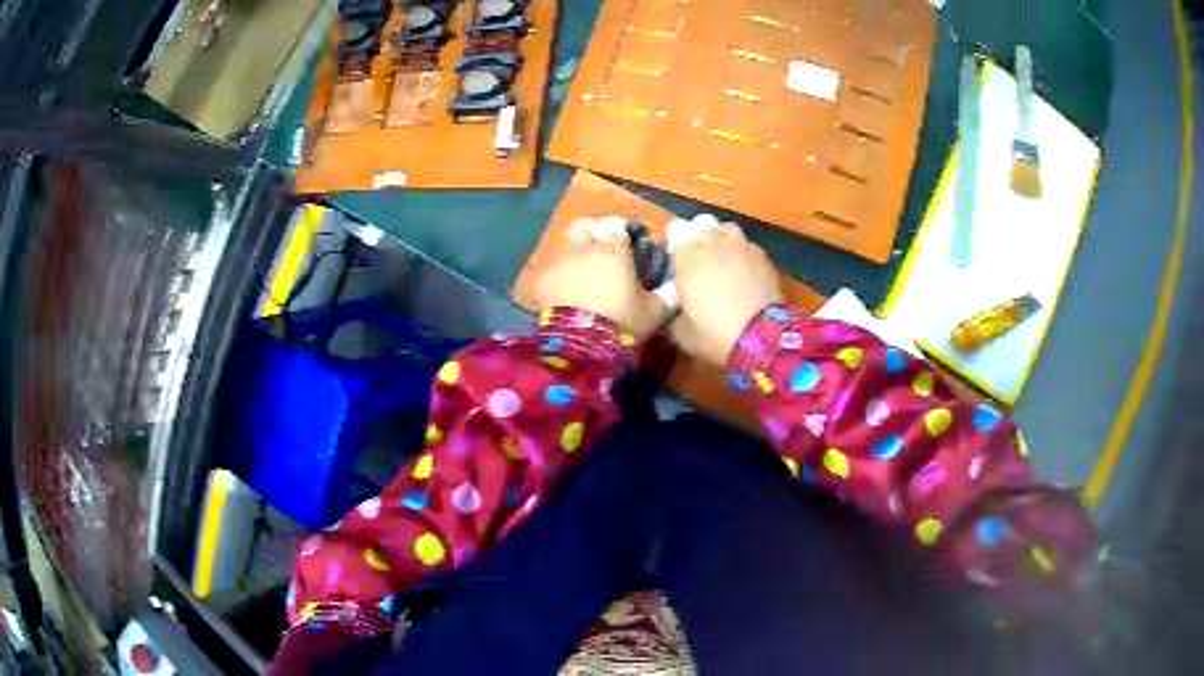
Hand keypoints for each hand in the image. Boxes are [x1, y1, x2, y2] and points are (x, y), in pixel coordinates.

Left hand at [536, 217, 666, 340]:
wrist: (579, 346)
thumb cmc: (621, 323)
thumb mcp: (653, 312)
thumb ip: (664, 295)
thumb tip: (672, 288)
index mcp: (613, 248)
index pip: (617, 225)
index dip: (622, 232)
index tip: (628, 244)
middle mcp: (584, 246)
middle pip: (585, 226)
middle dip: (593, 233)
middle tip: (601, 251)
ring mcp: (558, 260)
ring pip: (564, 242)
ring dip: (573, 250)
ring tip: (581, 269)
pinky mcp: (540, 279)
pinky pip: (549, 267)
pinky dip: (557, 272)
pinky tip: (563, 287)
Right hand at [669, 217, 783, 365]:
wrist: (763, 339)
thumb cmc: (715, 333)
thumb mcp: (681, 332)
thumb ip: (673, 313)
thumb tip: (675, 309)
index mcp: (687, 254)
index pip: (675, 229)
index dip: (675, 244)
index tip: (676, 262)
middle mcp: (713, 241)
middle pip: (701, 225)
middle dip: (699, 240)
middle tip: (700, 264)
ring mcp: (741, 245)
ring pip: (726, 229)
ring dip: (722, 241)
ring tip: (723, 262)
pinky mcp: (763, 256)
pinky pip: (747, 246)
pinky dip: (743, 255)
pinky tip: (745, 274)